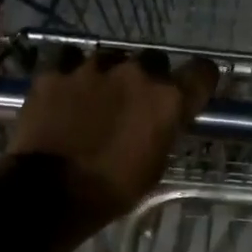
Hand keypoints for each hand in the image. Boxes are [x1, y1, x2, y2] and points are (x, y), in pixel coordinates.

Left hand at [2, 47, 218, 251]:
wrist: (49, 193)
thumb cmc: (112, 190)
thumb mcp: (154, 167)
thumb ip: (163, 132)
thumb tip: (161, 122)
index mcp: (168, 100)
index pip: (202, 72)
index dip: (199, 80)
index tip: (192, 90)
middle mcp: (136, 74)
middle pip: (154, 60)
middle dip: (150, 78)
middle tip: (137, 101)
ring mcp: (92, 68)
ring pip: (111, 58)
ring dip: (110, 74)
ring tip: (97, 97)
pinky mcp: (56, 72)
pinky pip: (70, 60)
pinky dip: (72, 73)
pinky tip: (66, 90)